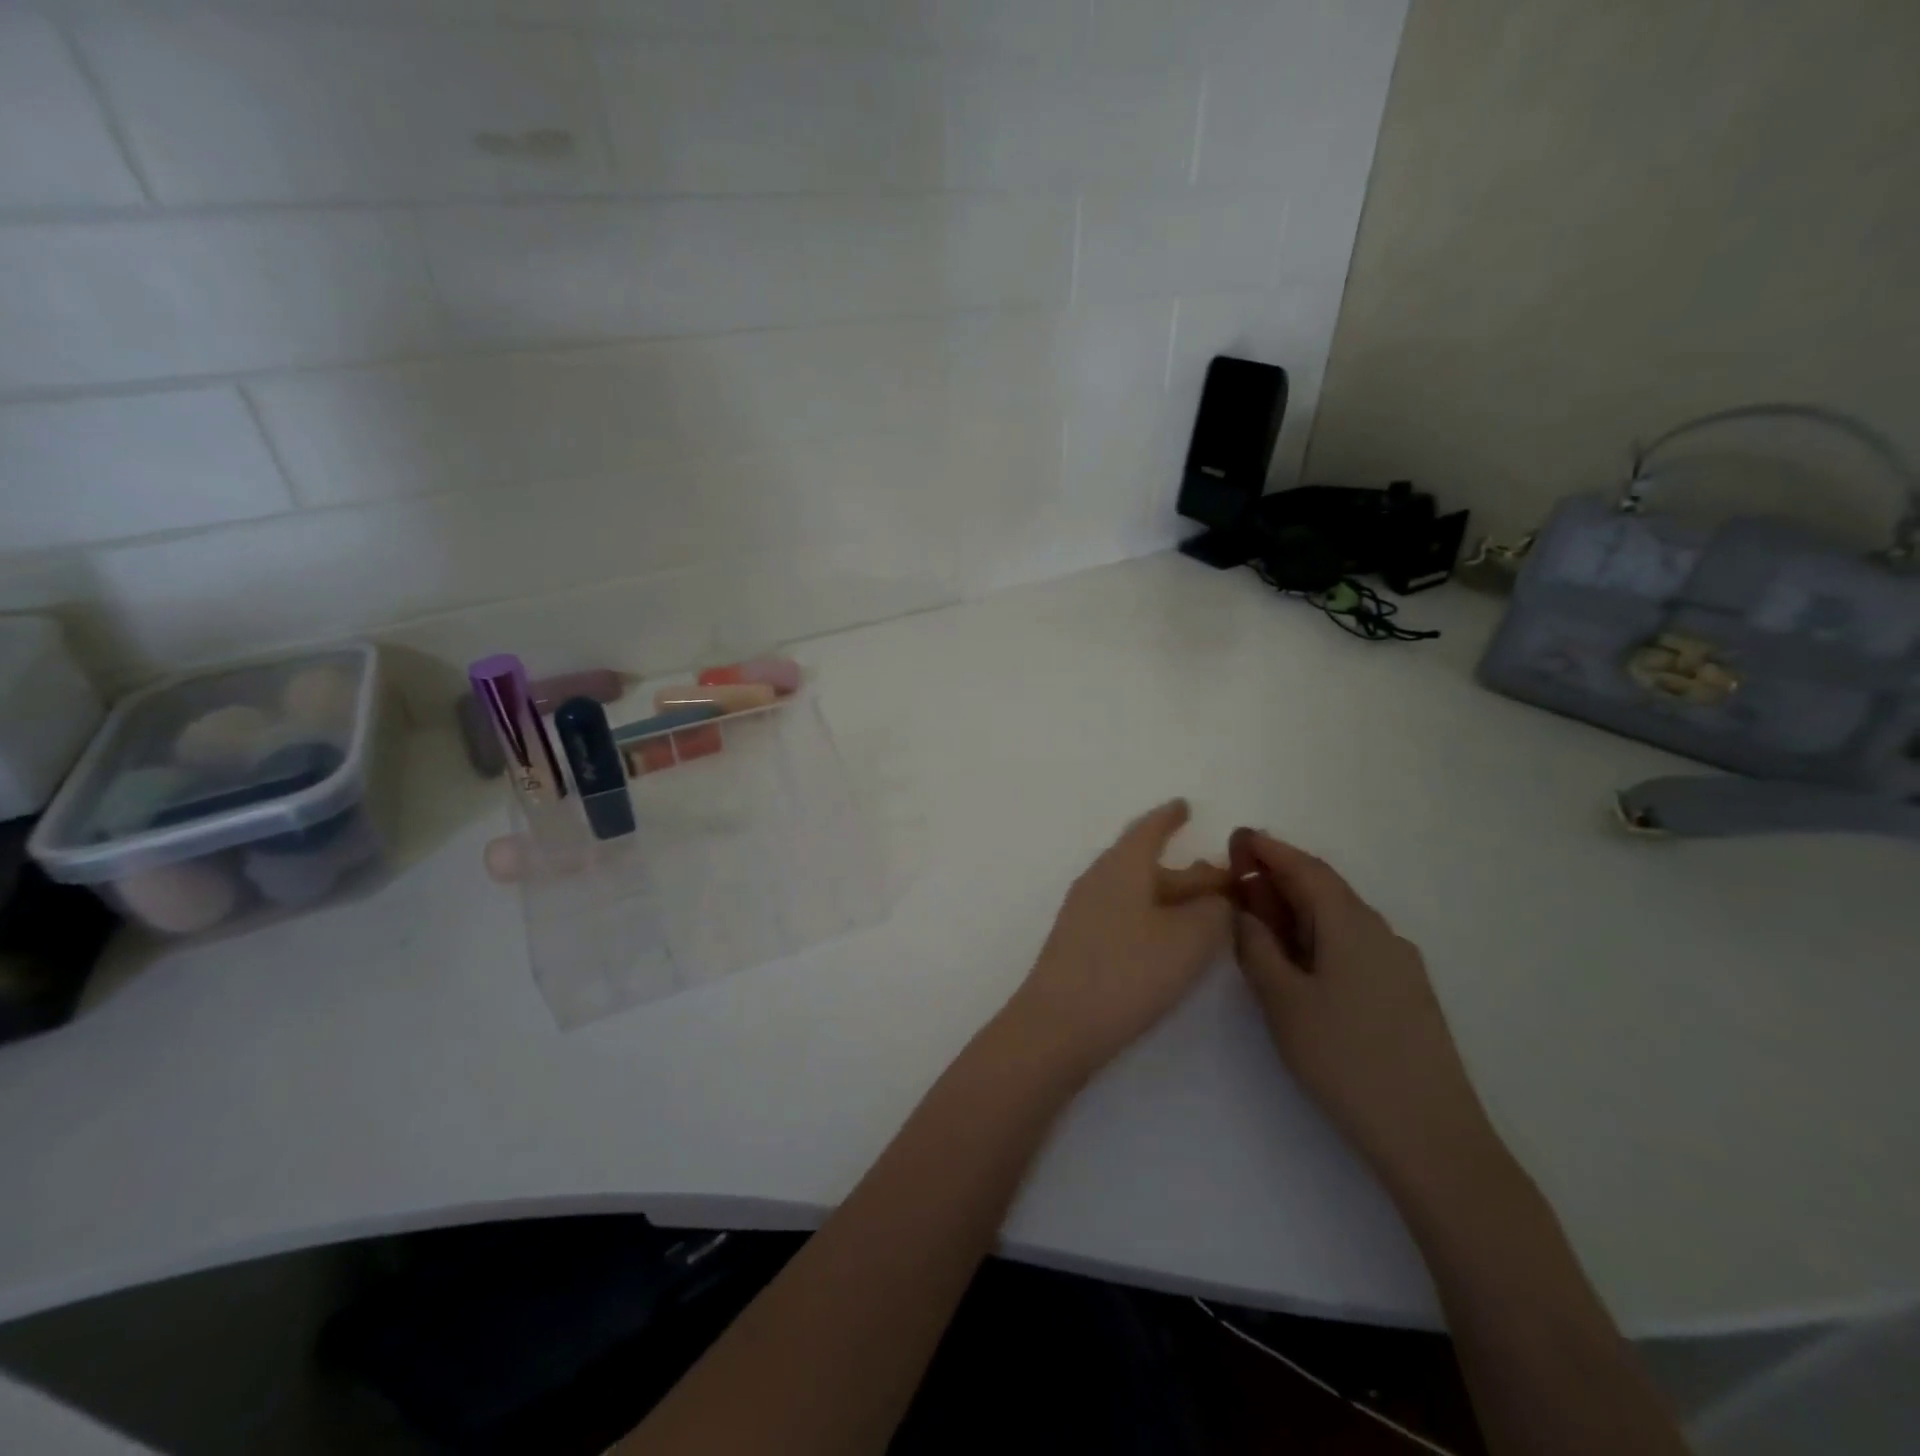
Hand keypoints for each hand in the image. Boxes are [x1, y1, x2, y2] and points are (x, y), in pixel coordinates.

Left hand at [1005, 801, 1232, 1083]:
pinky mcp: (1081, 945)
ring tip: (1206, 912)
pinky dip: (1153, 918)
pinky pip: (1125, 915)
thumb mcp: (1189, 938)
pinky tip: (1170, 941)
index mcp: (1121, 867)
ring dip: (1171, 897)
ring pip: (1136, 893)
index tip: (1185, 805)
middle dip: (1186, 870)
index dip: (1169, 817)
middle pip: (1146, 864)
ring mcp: (1084, 914)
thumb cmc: (1128, 971)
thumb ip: (1214, 910)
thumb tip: (1217, 897)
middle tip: (1223, 879)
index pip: (1148, 830)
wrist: (1058, 1025)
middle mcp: (1098, 881)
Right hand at [1228, 829, 1496, 1192]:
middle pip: (1325, 889)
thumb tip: (1245, 912)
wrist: (1432, 1136)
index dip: (1269, 850)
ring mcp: (1399, 964)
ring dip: (1298, 909)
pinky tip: (1300, 961)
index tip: (1238, 837)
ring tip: (1260, 920)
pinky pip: (1354, 944)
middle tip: (1239, 879)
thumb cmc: (1346, 1059)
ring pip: (1340, 919)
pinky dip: (1318, 936)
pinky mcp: (1406, 993)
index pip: (1306, 868)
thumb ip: (1257, 948)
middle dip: (1280, 877)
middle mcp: (1380, 933)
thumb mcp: (1283, 1001)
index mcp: (1350, 925)